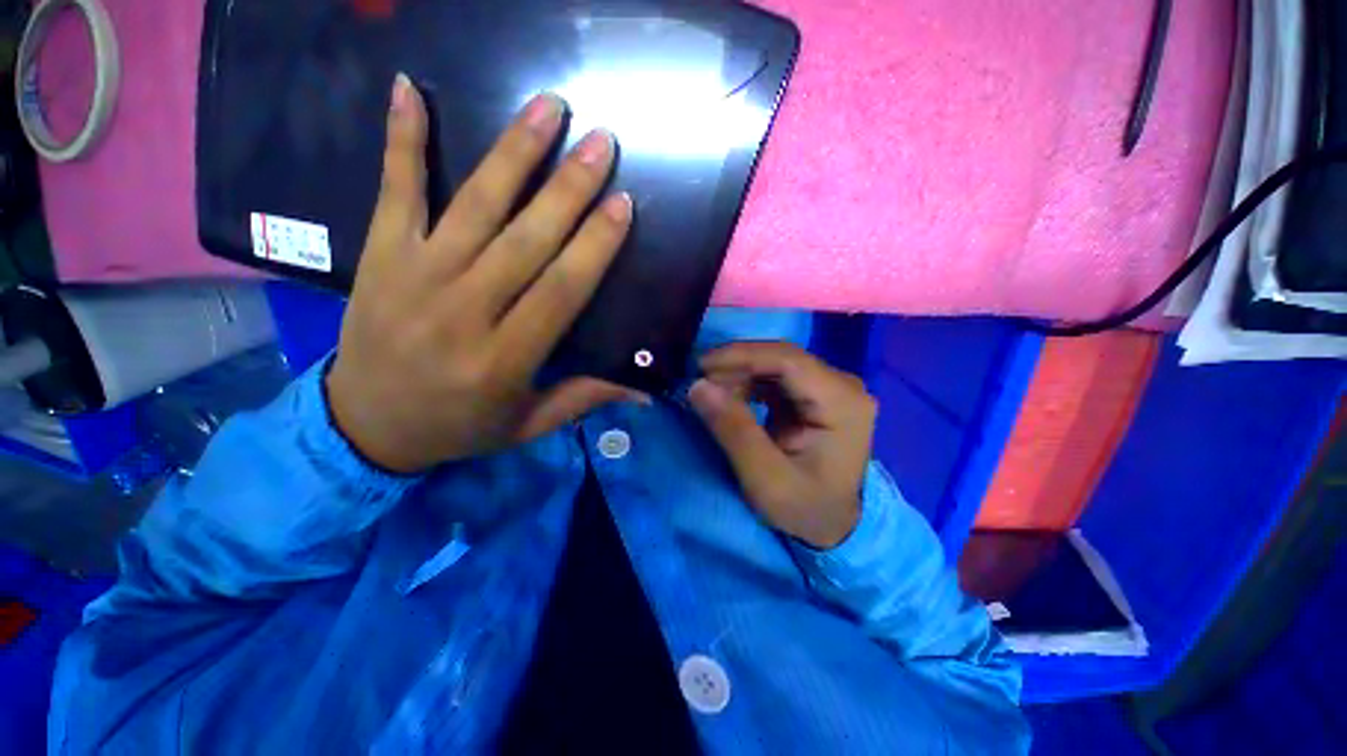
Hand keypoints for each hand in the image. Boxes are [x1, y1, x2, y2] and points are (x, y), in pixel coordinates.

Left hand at [326, 74, 643, 472]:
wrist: (365, 426)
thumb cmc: (459, 426)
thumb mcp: (528, 424)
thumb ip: (584, 399)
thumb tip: (643, 392)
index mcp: (503, 359)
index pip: (560, 291)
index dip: (593, 246)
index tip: (623, 204)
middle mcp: (462, 312)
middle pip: (524, 241)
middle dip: (568, 189)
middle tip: (601, 143)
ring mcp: (415, 277)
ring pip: (473, 206)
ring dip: (513, 153)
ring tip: (548, 108)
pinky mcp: (379, 257)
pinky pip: (394, 191)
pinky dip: (401, 139)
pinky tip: (410, 88)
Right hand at [689, 342, 876, 548]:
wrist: (834, 525)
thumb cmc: (806, 508)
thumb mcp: (765, 479)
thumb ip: (733, 430)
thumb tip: (698, 385)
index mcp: (842, 403)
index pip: (788, 360)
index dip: (741, 356)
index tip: (701, 366)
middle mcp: (843, 385)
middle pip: (782, 358)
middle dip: (736, 365)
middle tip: (699, 380)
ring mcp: (830, 387)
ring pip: (776, 364)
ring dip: (740, 374)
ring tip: (711, 392)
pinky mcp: (816, 394)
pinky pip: (776, 376)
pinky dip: (748, 383)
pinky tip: (731, 397)